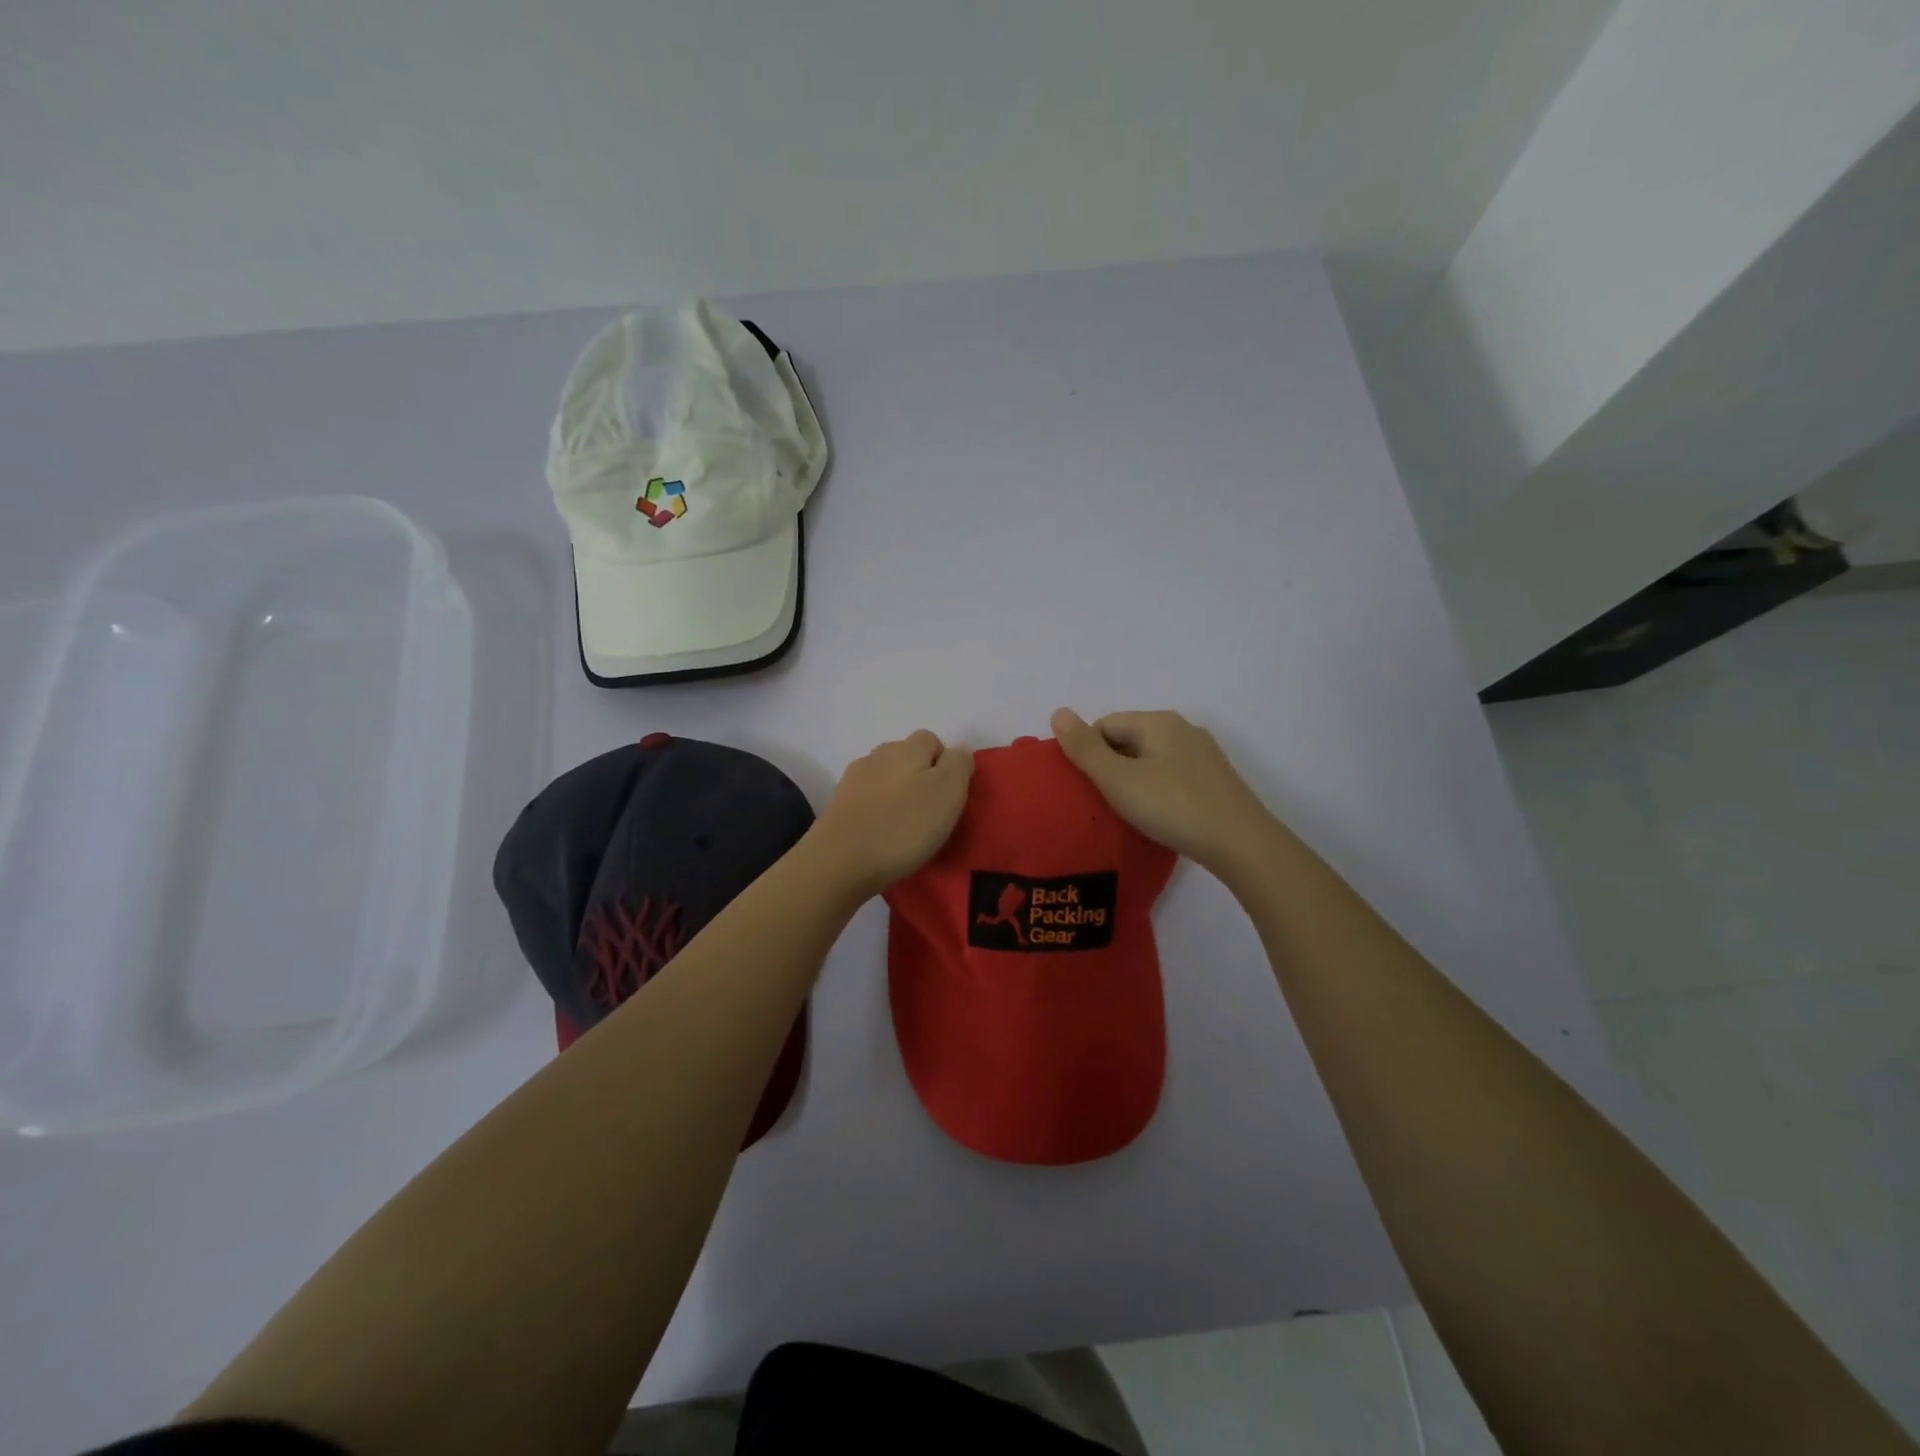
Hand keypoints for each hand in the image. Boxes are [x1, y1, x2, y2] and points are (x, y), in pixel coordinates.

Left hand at [807, 730, 974, 898]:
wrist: (840, 860)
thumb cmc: (903, 825)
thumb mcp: (948, 792)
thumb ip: (959, 765)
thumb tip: (958, 752)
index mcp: (908, 748)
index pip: (932, 739)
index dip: (945, 763)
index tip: (950, 795)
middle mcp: (878, 755)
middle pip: (906, 757)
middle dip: (920, 777)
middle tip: (930, 813)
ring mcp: (853, 780)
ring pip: (885, 778)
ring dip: (897, 794)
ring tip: (905, 826)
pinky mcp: (837, 805)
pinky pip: (867, 799)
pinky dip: (877, 811)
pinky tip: (881, 834)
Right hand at [1051, 708, 1275, 873]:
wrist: (1241, 843)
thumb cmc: (1172, 806)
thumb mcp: (1118, 779)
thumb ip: (1085, 748)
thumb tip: (1058, 712)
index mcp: (1158, 721)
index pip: (1105, 724)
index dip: (1088, 752)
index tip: (1084, 787)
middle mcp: (1183, 729)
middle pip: (1129, 740)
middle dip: (1110, 766)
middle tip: (1101, 802)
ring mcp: (1203, 755)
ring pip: (1152, 760)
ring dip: (1134, 781)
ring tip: (1127, 812)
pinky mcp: (1215, 781)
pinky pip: (1172, 777)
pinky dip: (1157, 791)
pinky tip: (1158, 817)